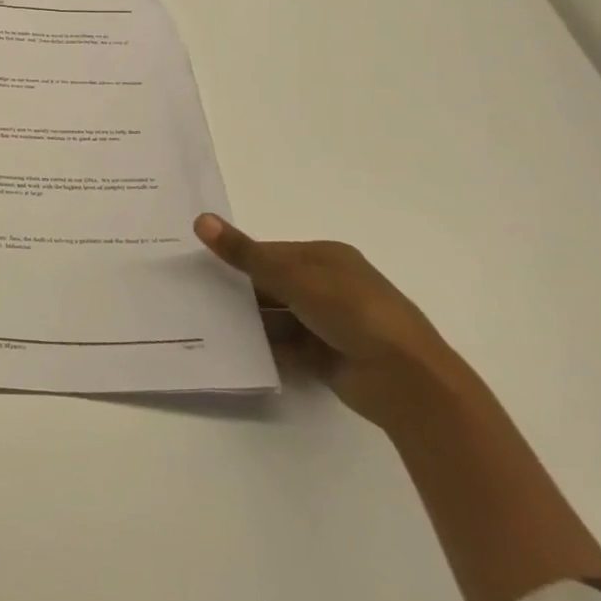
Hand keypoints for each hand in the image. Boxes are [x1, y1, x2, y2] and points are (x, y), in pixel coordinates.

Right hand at [195, 213, 459, 427]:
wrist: (406, 380)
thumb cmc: (353, 312)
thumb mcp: (293, 276)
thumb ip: (245, 253)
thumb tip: (200, 220)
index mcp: (328, 259)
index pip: (271, 252)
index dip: (238, 257)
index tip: (200, 267)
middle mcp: (329, 287)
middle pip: (271, 284)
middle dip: (238, 290)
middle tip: (194, 294)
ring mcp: (329, 323)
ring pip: (276, 316)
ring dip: (248, 320)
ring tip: (205, 321)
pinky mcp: (326, 356)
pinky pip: (285, 346)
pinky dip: (262, 346)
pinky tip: (231, 347)